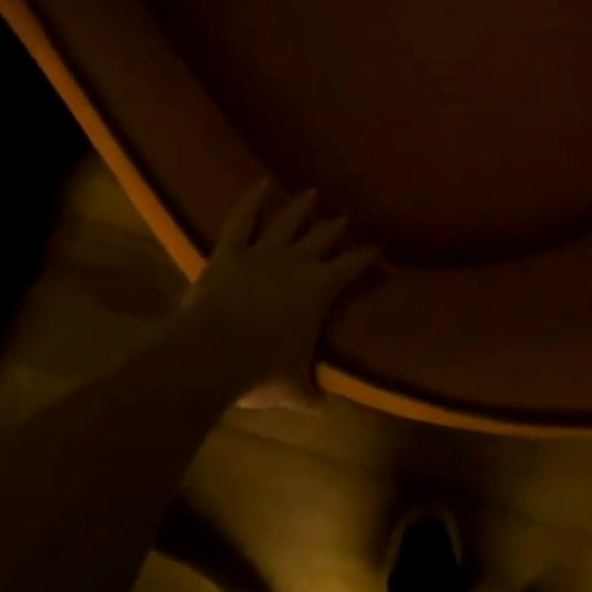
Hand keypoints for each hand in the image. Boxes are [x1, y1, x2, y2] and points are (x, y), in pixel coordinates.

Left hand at [177, 182, 379, 404]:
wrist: (212, 354)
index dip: (367, 257)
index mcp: (320, 289)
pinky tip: (259, 184)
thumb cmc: (261, 371)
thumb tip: (321, 407)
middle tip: (345, 218)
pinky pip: (241, 221)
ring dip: (301, 207)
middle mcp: (297, 262)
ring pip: (287, 222)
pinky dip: (250, 201)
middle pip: (323, 238)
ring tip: (311, 193)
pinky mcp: (229, 253)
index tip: (378, 249)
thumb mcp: (292, 388)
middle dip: (336, 228)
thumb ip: (308, 393)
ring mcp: (262, 253)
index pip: (353, 266)